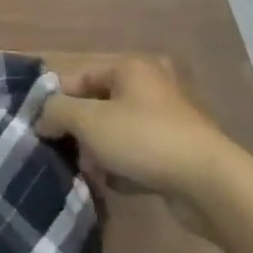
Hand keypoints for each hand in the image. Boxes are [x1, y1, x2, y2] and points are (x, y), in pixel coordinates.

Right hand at [35, 56, 246, 223]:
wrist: (210, 184)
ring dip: (99, 153)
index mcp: (130, 68)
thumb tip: (43, 119)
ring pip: (116, 133)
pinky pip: (137, 155)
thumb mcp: (87, 120)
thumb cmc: (143, 139)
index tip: (42, 129)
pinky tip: (117, 184)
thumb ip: (55, 112)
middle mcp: (150, 87)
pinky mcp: (178, 151)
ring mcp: (167, 120)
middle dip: (79, 133)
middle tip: (68, 154)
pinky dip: (123, 167)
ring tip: (92, 173)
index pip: (78, 78)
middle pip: (97, 106)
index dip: (56, 102)